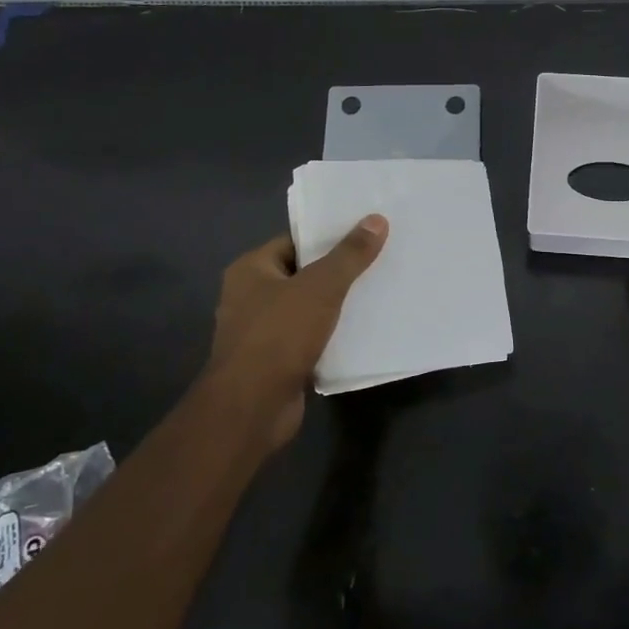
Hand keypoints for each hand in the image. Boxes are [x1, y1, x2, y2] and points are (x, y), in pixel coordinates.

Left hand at [204, 216, 388, 449]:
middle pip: (303, 274)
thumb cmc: (279, 335)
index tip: (364, 233)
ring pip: (308, 308)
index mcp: (251, 270)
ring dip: (337, 305)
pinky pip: (309, 338)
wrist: (252, 408)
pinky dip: (332, 335)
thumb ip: (349, 255)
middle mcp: (250, 296)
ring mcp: (261, 332)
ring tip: (378, 292)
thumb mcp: (321, 287)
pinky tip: (364, 331)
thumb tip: (376, 219)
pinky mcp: (276, 362)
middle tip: (379, 260)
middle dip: (338, 271)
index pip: (294, 241)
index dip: (328, 236)